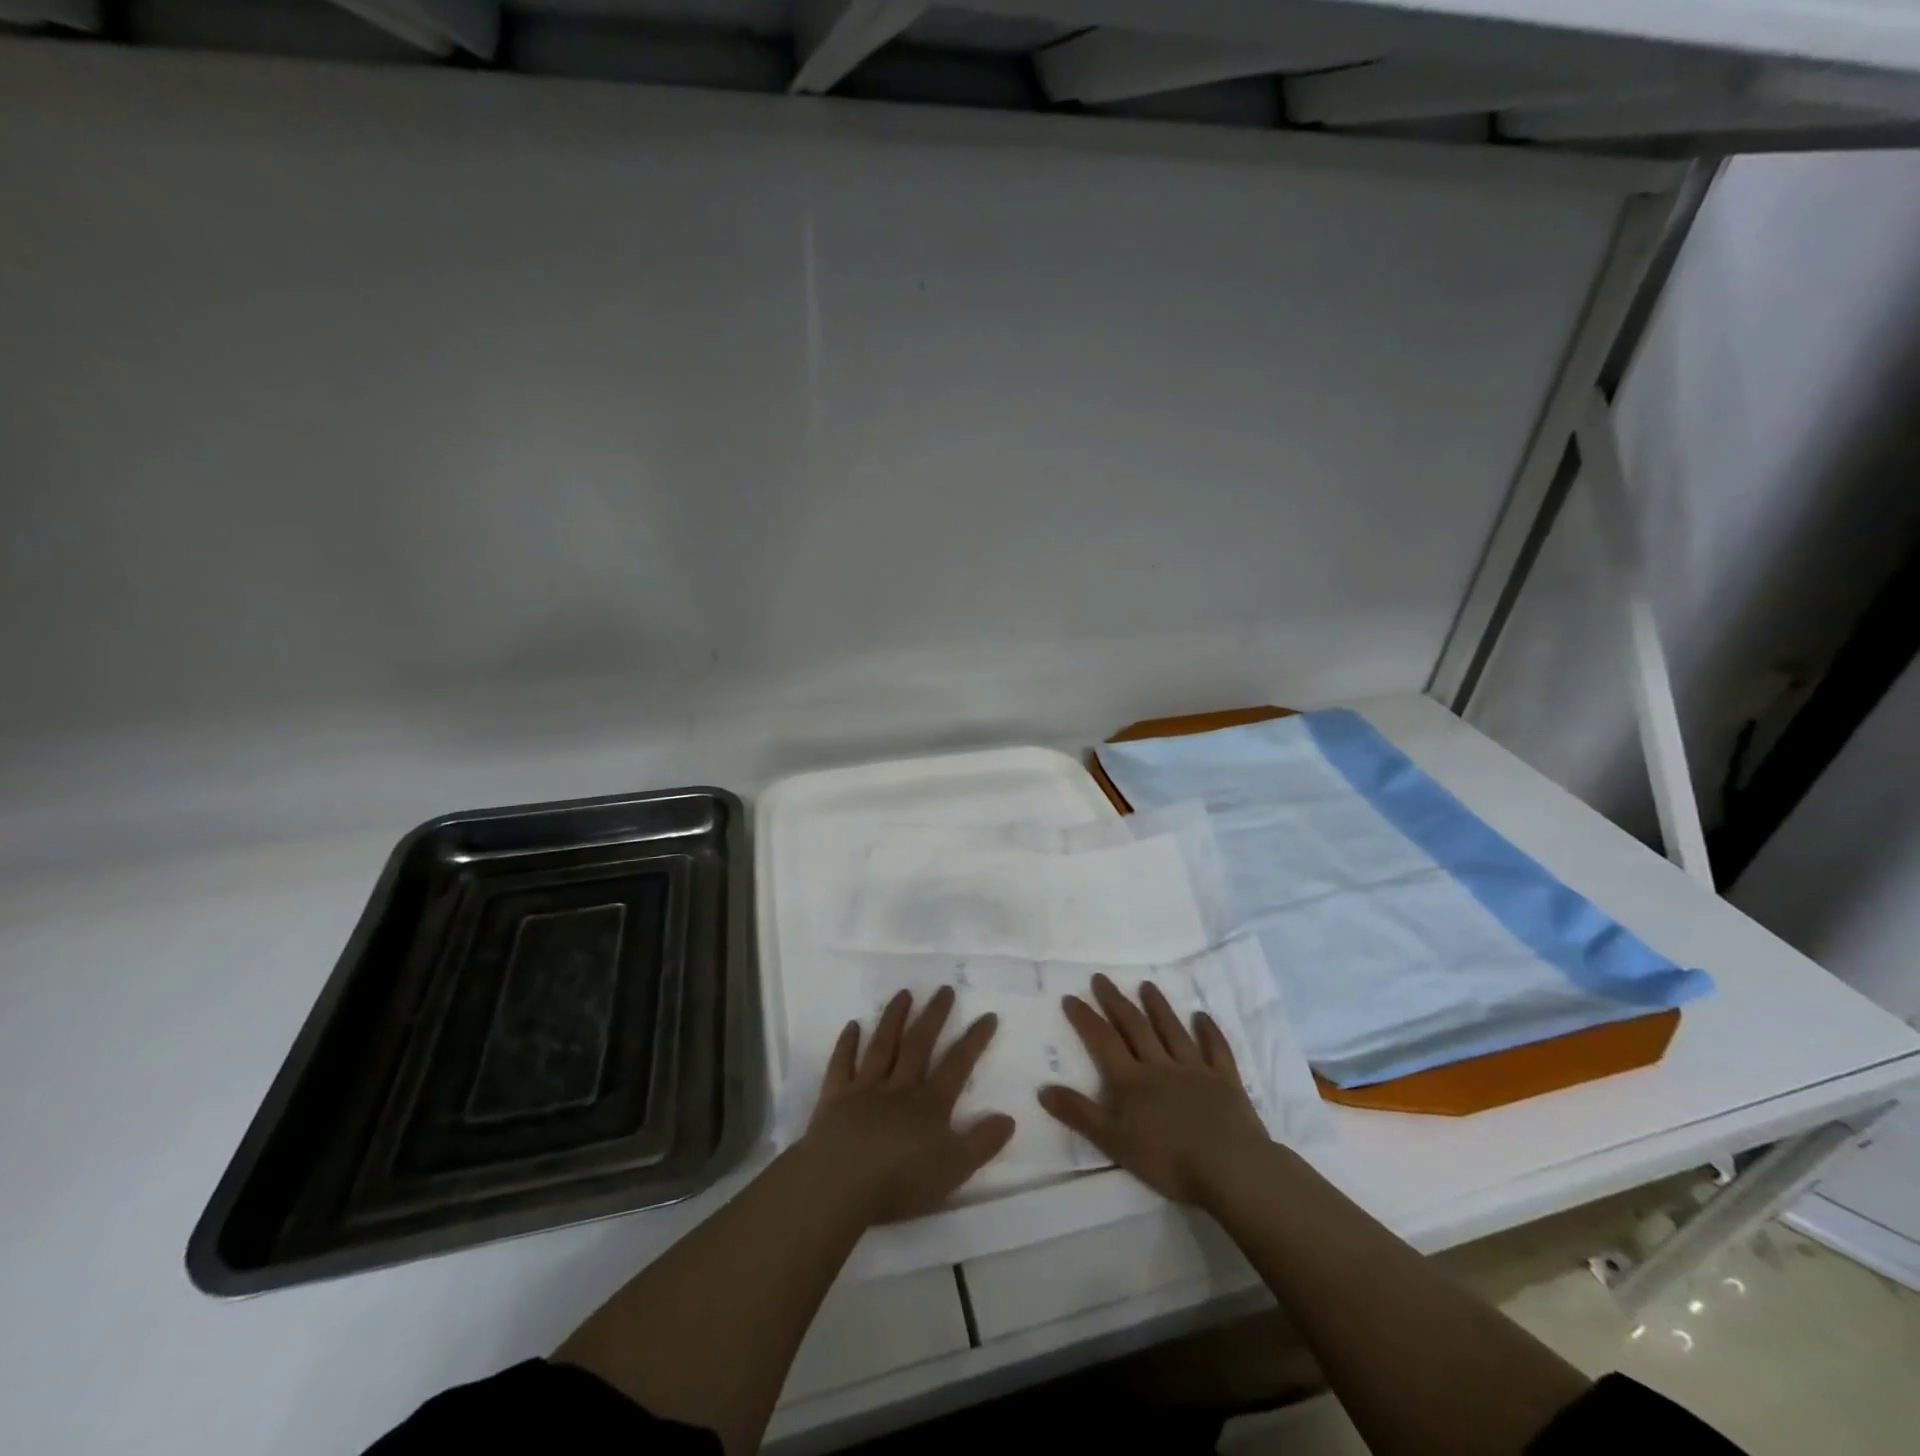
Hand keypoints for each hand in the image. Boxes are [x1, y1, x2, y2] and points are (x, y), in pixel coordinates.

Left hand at [801, 986, 1015, 1225]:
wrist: (840, 1182)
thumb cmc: (901, 1180)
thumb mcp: (954, 1168)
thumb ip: (982, 1142)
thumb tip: (1008, 1117)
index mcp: (930, 1104)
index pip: (958, 1065)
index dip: (974, 1040)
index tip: (987, 1014)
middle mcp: (900, 1087)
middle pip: (919, 1044)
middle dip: (934, 1016)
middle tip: (944, 989)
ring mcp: (865, 1088)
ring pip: (882, 1045)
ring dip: (894, 1018)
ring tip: (904, 993)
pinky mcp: (835, 1098)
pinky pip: (841, 1064)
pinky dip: (846, 1044)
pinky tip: (852, 1025)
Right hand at [1038, 973, 1272, 1205]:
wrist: (1230, 1168)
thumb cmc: (1168, 1160)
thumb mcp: (1114, 1143)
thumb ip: (1080, 1114)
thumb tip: (1044, 1088)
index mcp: (1132, 1080)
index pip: (1103, 1041)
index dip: (1085, 1018)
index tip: (1071, 997)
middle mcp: (1160, 1065)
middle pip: (1134, 1027)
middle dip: (1116, 1002)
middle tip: (1101, 978)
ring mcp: (1195, 1069)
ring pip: (1172, 1030)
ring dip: (1158, 1007)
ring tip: (1146, 986)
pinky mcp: (1225, 1080)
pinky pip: (1216, 1049)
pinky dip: (1209, 1031)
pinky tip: (1202, 1016)